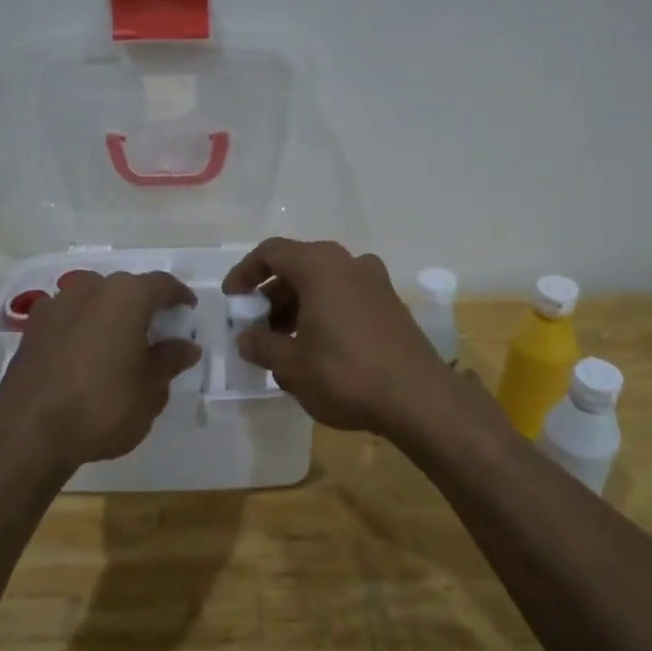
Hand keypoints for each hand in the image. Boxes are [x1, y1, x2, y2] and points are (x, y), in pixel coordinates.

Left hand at [0, 271, 200, 471]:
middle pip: (125, 288)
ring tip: (118, 345)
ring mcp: (55, 306)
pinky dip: (82, 329)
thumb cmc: (103, 406)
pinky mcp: (31, 329)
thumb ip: (170, 361)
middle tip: (156, 333)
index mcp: (125, 296)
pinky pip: (67, 319)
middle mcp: (89, 289)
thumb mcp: (151, 390)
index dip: (179, 296)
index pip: (162, 284)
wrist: (28, 432)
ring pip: (92, 300)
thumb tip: (186, 346)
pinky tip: (85, 356)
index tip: (188, 312)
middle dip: (143, 306)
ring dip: (108, 315)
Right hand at [221, 238, 453, 436]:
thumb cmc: (345, 374)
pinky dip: (323, 313)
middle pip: (298, 267)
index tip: (233, 300)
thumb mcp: (291, 365)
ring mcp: (375, 282)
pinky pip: (345, 297)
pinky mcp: (391, 305)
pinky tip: (316, 349)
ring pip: (323, 283)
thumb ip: (261, 346)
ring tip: (283, 345)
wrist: (418, 398)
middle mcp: (349, 263)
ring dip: (297, 307)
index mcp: (320, 266)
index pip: (272, 252)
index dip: (245, 273)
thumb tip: (247, 338)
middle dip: (272, 296)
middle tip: (257, 329)